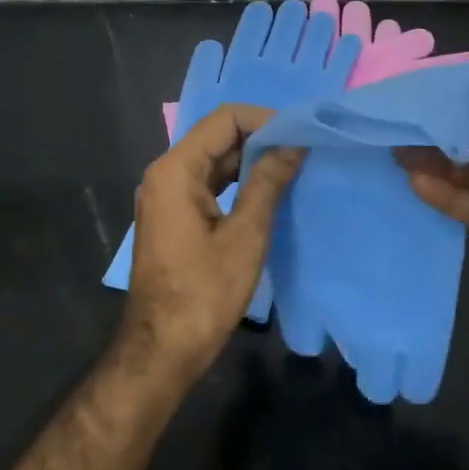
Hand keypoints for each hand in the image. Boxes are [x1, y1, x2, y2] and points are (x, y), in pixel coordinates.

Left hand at [122, 103, 303, 381]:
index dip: (265, 120)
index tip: (300, 135)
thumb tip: (293, 144)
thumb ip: (268, 183)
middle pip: (217, 137)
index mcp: (176, 170)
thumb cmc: (204, 293)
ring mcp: (167, 196)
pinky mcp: (174, 217)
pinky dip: (237, 182)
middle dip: (261, 139)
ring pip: (214, 161)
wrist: (163, 349)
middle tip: (305, 151)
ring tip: (294, 168)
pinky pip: (208, 184)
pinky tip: (268, 191)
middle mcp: (165, 174)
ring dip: (251, 161)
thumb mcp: (245, 235)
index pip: (224, 120)